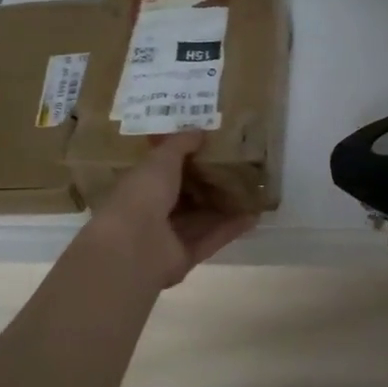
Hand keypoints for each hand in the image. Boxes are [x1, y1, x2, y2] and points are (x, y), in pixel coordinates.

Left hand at [83, 131, 256, 288]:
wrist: (134, 245)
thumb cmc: (142, 194)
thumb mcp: (161, 159)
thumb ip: (180, 145)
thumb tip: (199, 130)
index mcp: (140, 186)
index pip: (164, 172)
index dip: (186, 161)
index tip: (211, 148)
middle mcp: (153, 212)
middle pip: (186, 197)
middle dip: (209, 185)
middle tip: (238, 169)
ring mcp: (169, 237)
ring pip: (201, 219)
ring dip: (224, 207)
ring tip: (252, 192)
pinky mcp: (185, 256)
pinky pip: (211, 239)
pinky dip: (231, 229)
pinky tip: (253, 216)